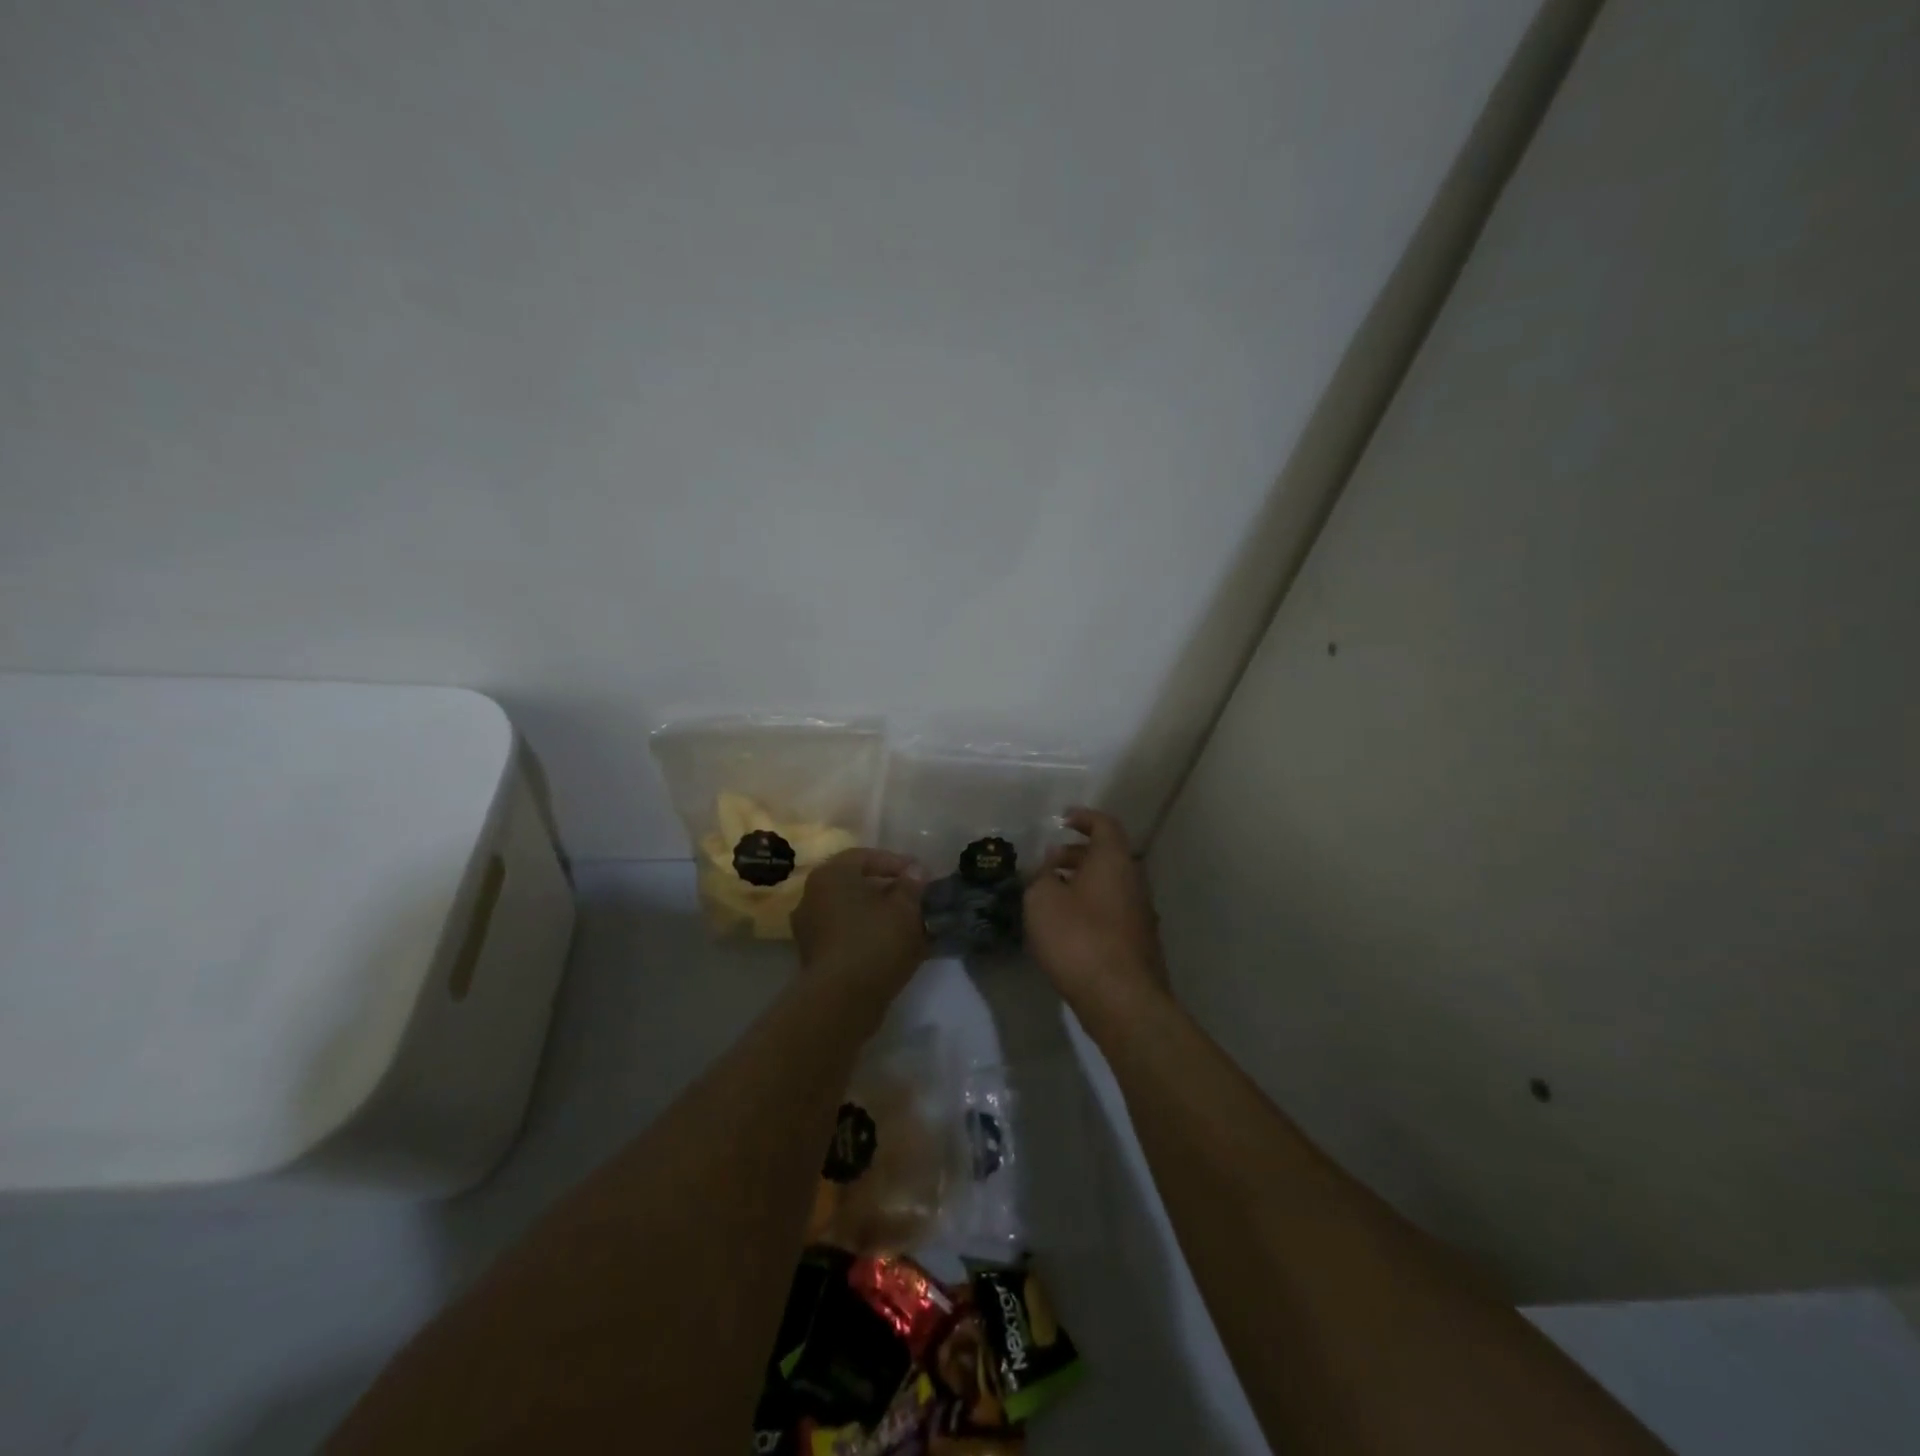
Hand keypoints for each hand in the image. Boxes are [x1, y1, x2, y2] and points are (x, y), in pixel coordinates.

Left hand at [793, 848, 926, 990]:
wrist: (842, 1000)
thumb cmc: (874, 942)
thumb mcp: (905, 908)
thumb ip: (912, 885)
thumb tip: (915, 871)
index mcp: (830, 875)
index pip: (865, 856)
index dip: (897, 863)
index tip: (922, 875)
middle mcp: (812, 896)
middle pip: (856, 884)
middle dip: (889, 890)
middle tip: (916, 898)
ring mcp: (810, 928)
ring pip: (852, 912)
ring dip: (880, 915)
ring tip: (910, 924)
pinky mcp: (815, 956)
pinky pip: (847, 935)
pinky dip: (869, 935)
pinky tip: (894, 946)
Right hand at [1024, 809, 1168, 1013]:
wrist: (1121, 999)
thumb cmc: (1078, 939)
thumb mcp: (1041, 901)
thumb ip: (1040, 878)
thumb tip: (1047, 873)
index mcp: (1113, 861)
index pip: (1104, 825)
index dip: (1083, 818)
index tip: (1062, 818)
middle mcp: (1133, 880)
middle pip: (1107, 855)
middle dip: (1076, 853)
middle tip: (1047, 862)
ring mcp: (1140, 913)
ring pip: (1110, 884)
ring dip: (1082, 882)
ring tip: (1051, 895)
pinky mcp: (1138, 942)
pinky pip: (1112, 909)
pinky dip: (1090, 906)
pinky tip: (1067, 926)